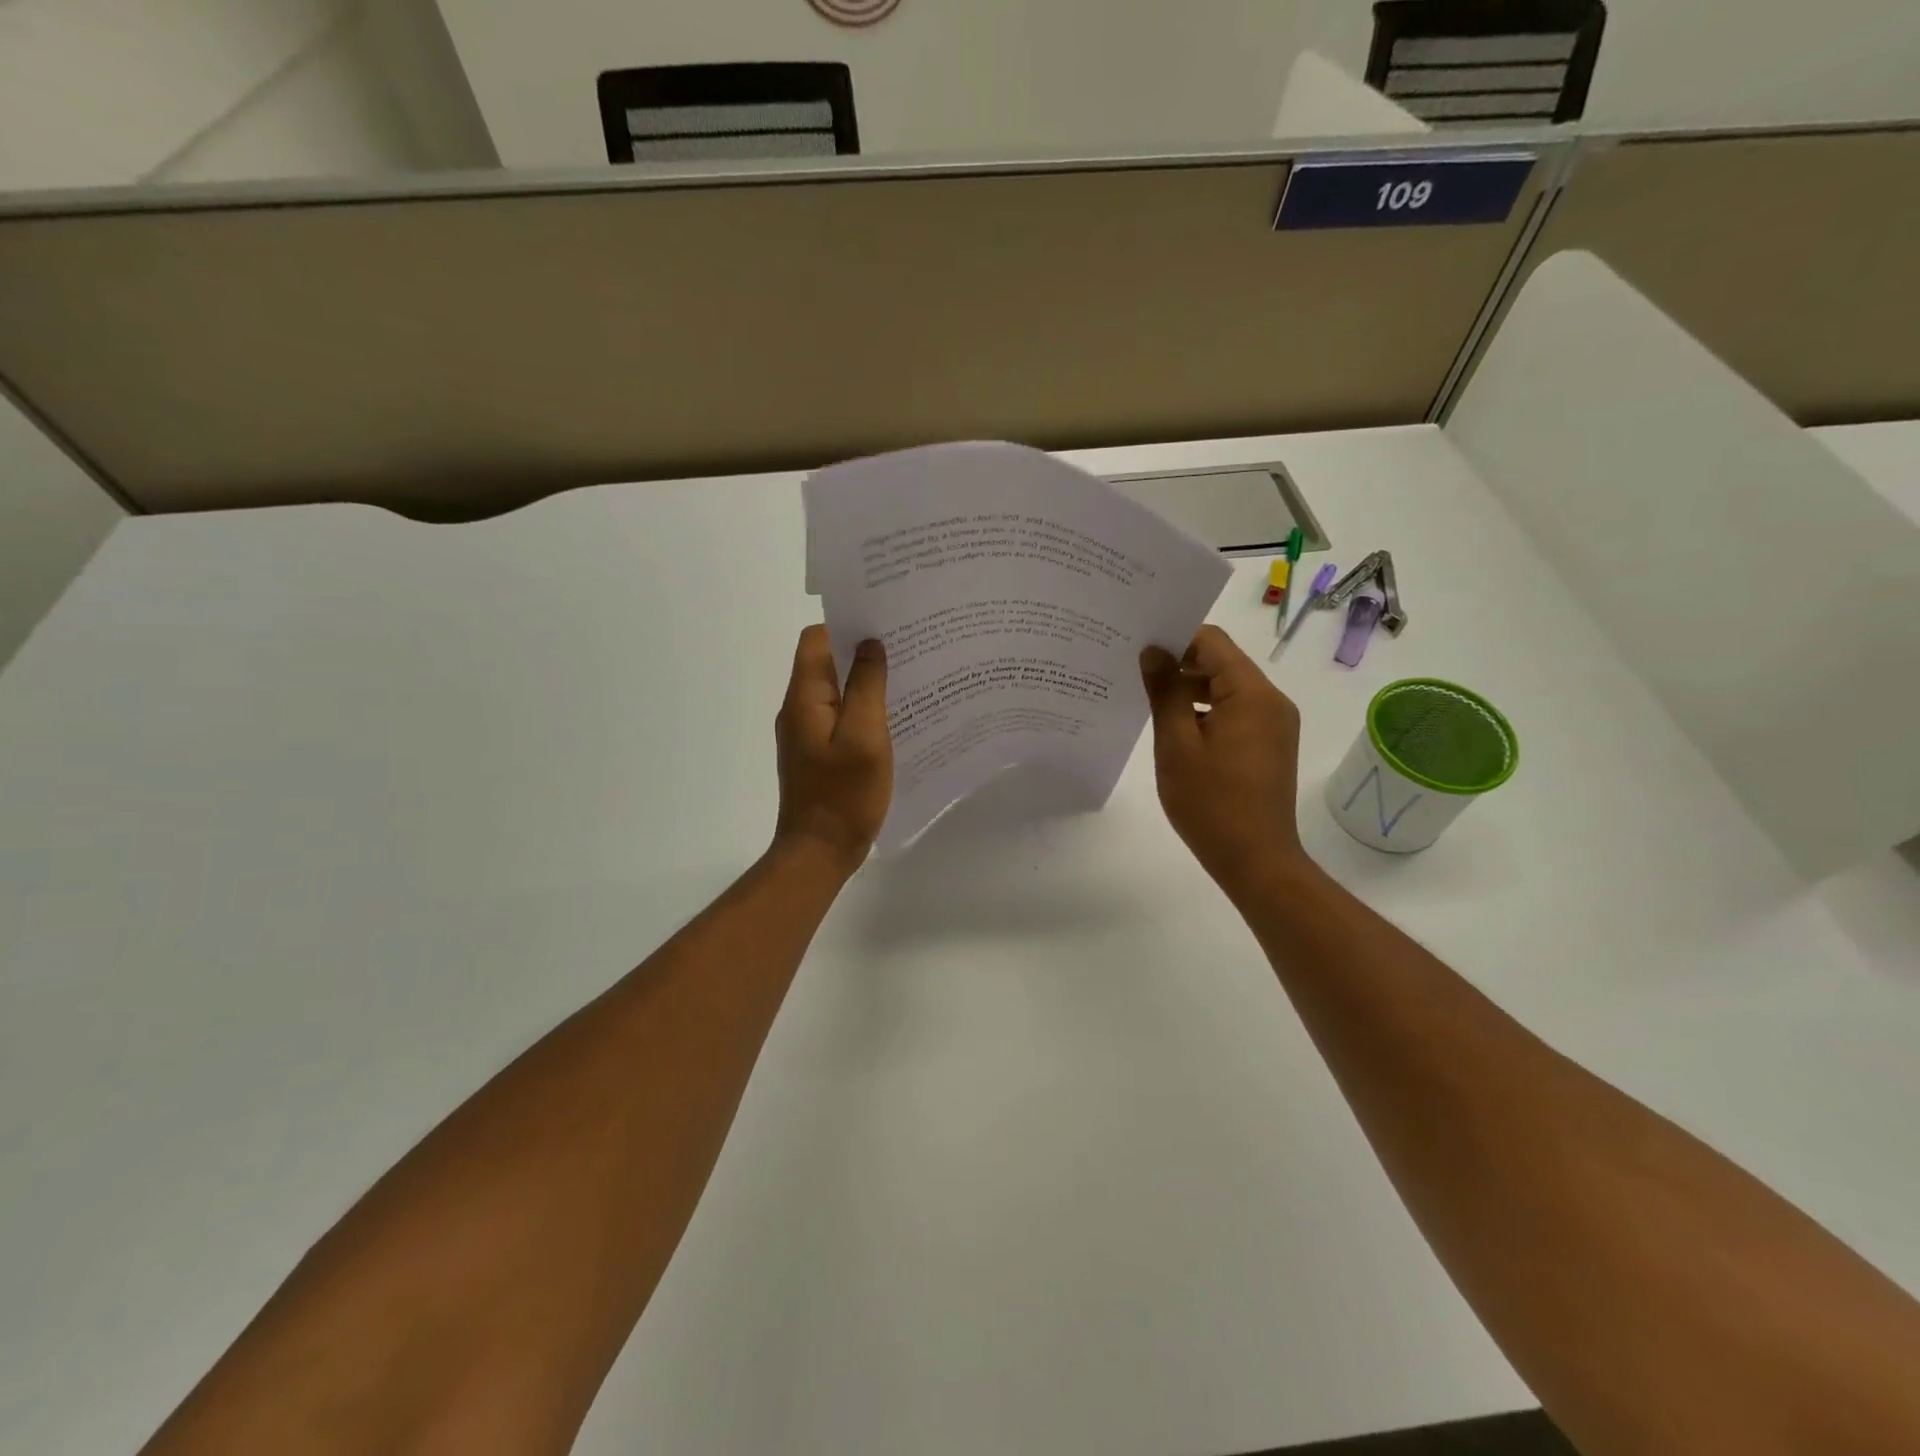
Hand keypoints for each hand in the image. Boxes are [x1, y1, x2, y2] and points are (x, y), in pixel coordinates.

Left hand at [772, 626, 892, 873]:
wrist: (819, 851)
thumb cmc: (844, 795)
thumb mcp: (864, 736)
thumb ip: (866, 687)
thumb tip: (870, 644)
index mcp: (804, 698)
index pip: (815, 640)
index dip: (846, 626)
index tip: (884, 626)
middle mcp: (799, 709)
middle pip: (826, 663)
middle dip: (862, 652)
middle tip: (906, 650)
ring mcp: (807, 733)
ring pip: (836, 692)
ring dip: (866, 683)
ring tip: (907, 680)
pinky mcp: (818, 754)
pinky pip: (841, 718)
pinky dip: (864, 710)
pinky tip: (894, 718)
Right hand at [1141, 625, 1308, 898]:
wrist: (1256, 860)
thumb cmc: (1211, 803)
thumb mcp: (1177, 744)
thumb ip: (1165, 692)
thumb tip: (1153, 651)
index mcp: (1252, 693)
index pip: (1212, 641)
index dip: (1174, 638)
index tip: (1138, 648)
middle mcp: (1272, 700)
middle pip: (1222, 662)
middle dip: (1180, 663)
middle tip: (1135, 673)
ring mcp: (1274, 724)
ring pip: (1227, 688)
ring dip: (1191, 689)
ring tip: (1149, 700)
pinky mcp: (1270, 744)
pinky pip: (1236, 711)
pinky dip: (1206, 711)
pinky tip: (1176, 728)